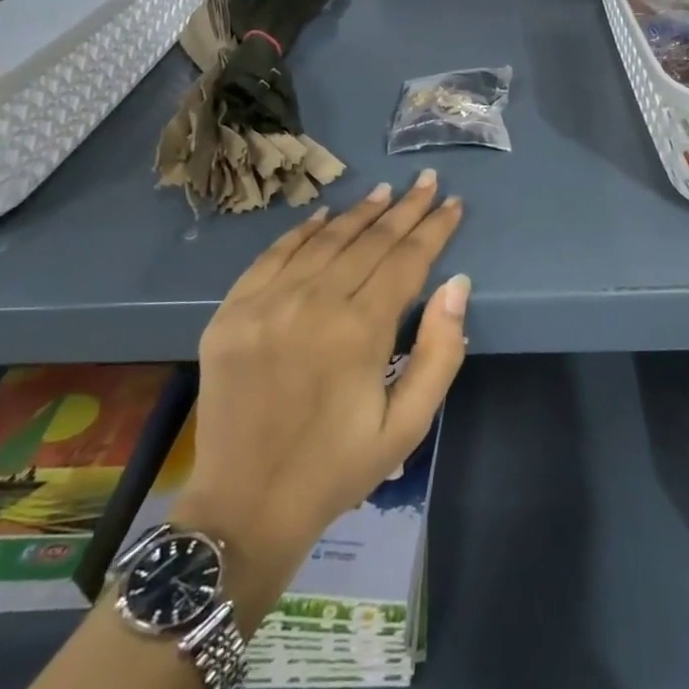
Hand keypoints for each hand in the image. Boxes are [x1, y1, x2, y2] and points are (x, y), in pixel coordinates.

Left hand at [172, 171, 467, 634]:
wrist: (244, 507)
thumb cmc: (337, 468)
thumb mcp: (406, 426)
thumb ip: (438, 353)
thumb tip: (457, 285)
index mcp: (360, 332)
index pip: (406, 260)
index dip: (433, 229)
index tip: (451, 203)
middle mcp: (313, 304)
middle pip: (369, 241)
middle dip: (404, 209)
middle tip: (425, 181)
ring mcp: (266, 304)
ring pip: (324, 241)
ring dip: (359, 213)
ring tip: (385, 191)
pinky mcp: (232, 312)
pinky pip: (273, 256)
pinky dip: (301, 231)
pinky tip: (323, 216)